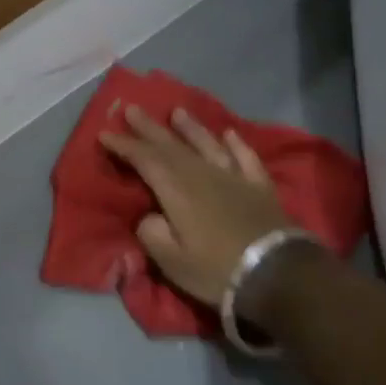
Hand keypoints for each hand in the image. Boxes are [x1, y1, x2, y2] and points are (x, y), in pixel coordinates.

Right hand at [100, 106, 299, 314]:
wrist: (280, 276)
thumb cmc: (217, 270)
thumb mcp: (171, 261)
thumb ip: (151, 233)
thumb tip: (149, 216)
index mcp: (177, 190)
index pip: (145, 160)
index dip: (124, 146)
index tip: (105, 133)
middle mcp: (203, 175)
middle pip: (171, 146)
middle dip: (149, 128)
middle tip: (131, 109)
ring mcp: (234, 178)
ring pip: (207, 145)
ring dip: (190, 128)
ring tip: (177, 112)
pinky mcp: (260, 188)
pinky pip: (245, 158)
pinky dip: (236, 144)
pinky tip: (229, 134)